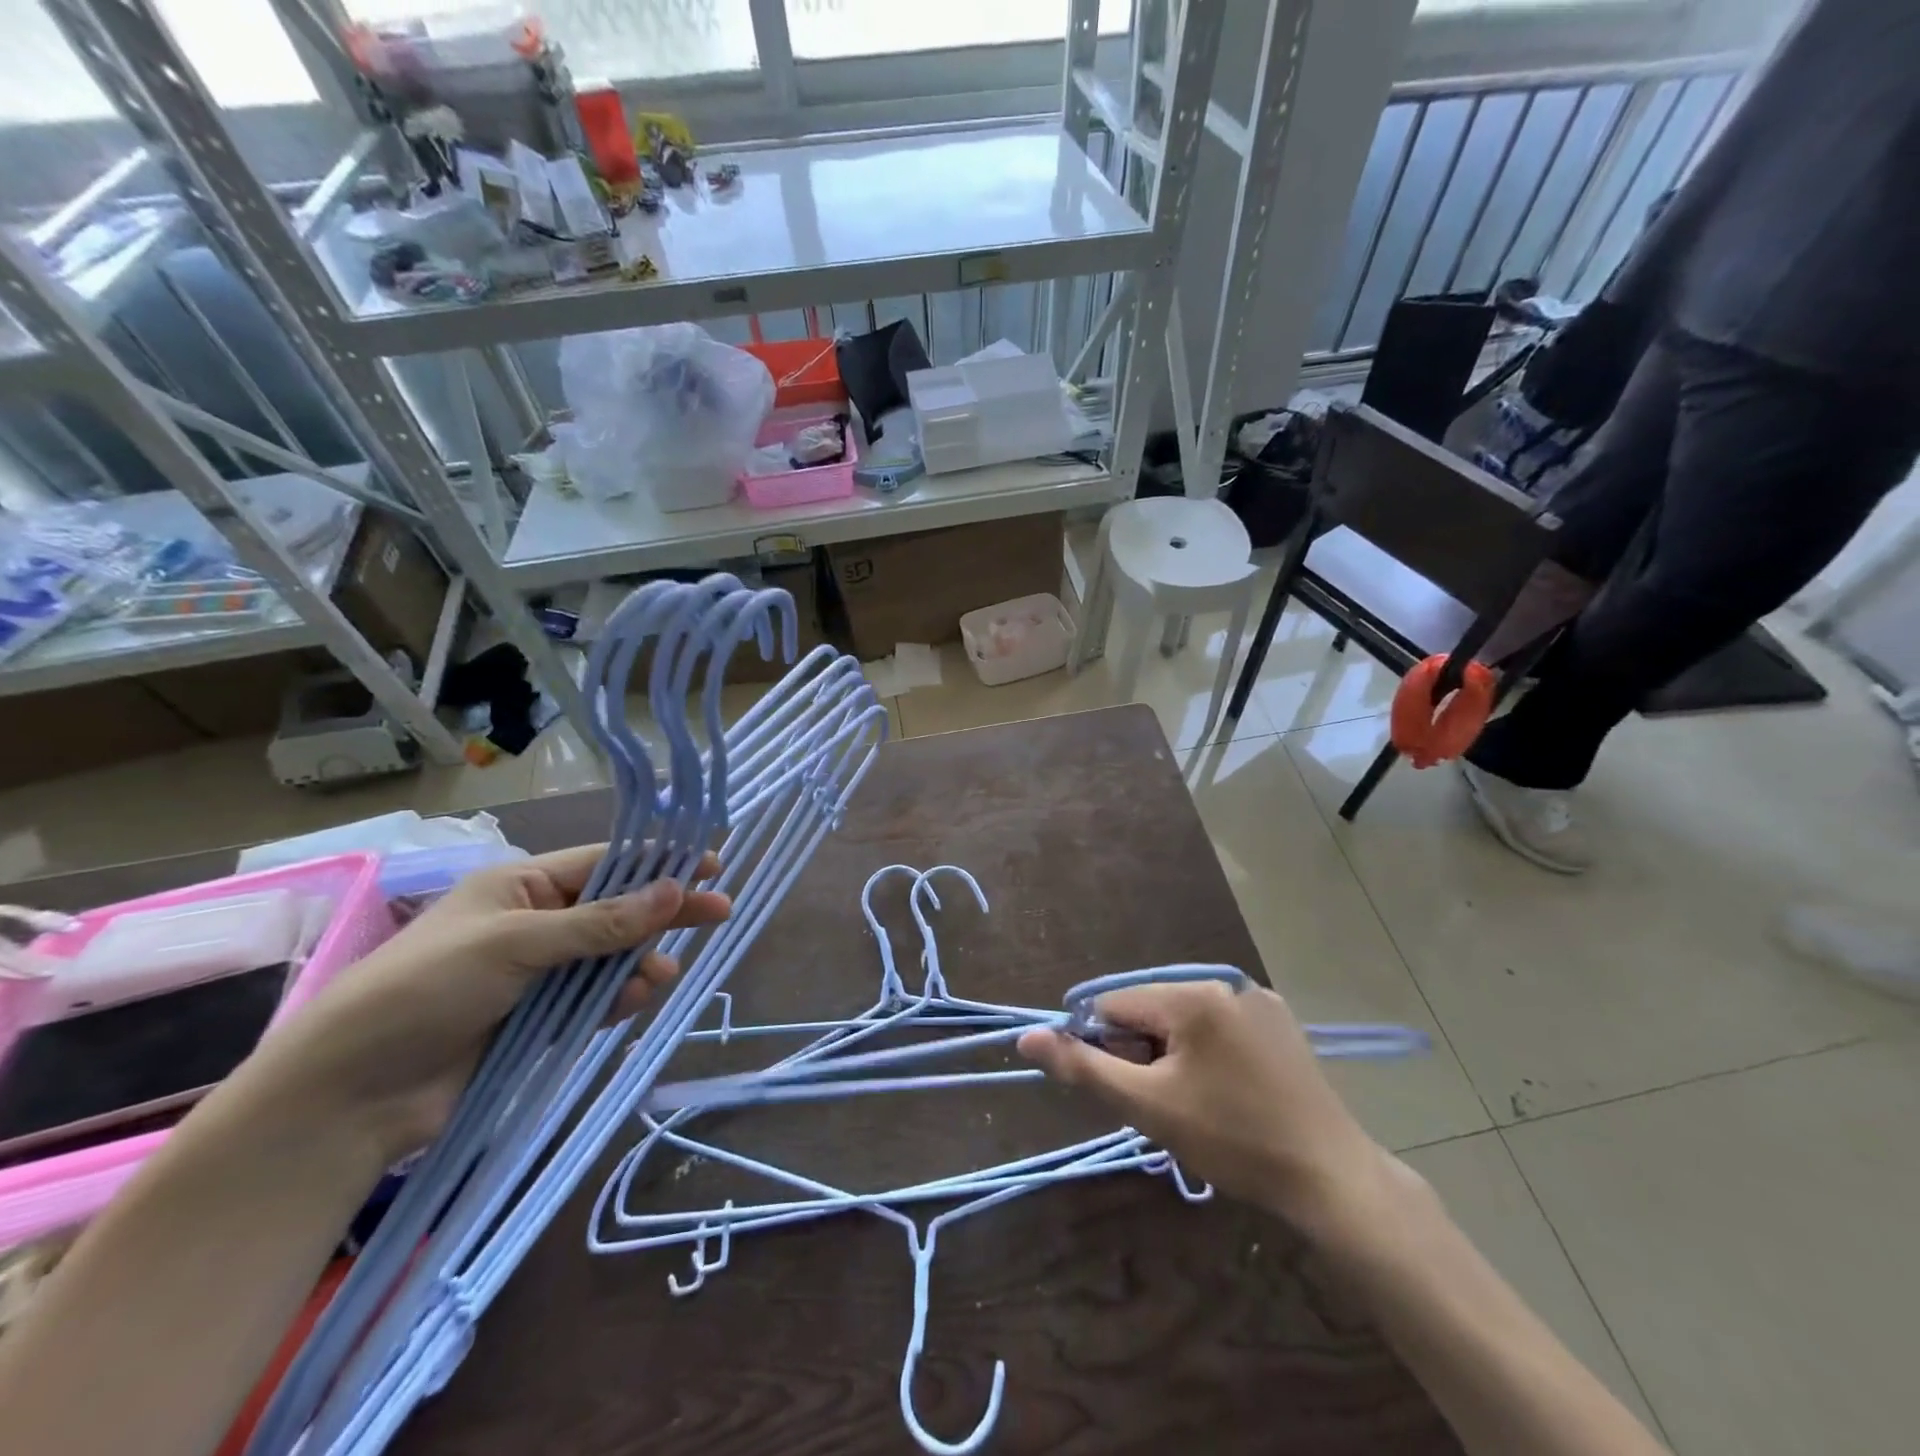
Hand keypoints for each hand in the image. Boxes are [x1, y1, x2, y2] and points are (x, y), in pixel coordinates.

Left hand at [238, 845, 730, 1162]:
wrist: (350, 1095)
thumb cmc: (427, 990)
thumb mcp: (516, 943)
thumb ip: (601, 922)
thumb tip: (675, 889)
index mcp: (522, 886)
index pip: (605, 864)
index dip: (658, 864)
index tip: (710, 865)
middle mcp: (535, 923)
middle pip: (617, 909)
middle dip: (664, 912)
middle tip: (720, 913)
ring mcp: (538, 974)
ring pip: (612, 958)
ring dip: (640, 963)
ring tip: (657, 979)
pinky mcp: (539, 1020)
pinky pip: (596, 999)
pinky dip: (619, 999)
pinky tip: (633, 1003)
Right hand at [1018, 983, 1388, 1232]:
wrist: (1330, 1179)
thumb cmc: (1232, 1141)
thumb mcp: (1148, 1107)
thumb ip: (1082, 1067)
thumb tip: (1025, 1036)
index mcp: (1191, 996)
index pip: (1115, 1005)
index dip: (1107, 1048)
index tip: (1129, 1092)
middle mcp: (1224, 982)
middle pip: (1152, 1009)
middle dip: (1143, 1052)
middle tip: (1167, 1105)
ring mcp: (1258, 999)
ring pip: (1185, 1018)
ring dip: (1173, 1053)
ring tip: (1199, 1103)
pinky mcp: (1280, 1022)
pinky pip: (1220, 1025)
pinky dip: (1208, 1050)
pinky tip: (1229, 1092)